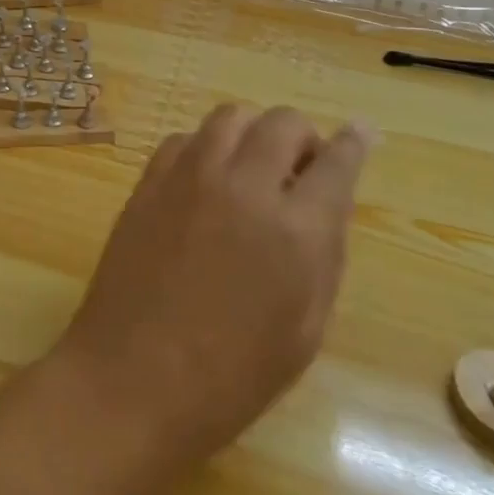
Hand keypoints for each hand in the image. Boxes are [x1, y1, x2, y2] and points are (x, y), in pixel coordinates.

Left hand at [50, 105, 374, 460]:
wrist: (133, 379)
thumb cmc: (231, 377)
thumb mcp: (304, 331)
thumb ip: (323, 256)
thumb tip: (328, 205)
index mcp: (294, 232)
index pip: (336, 164)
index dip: (353, 145)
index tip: (360, 133)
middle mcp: (243, 186)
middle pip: (283, 122)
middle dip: (302, 137)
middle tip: (299, 168)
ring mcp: (190, 176)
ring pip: (231, 116)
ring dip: (253, 132)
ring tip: (252, 167)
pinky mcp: (150, 179)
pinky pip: (186, 137)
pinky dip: (206, 147)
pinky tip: (206, 180)